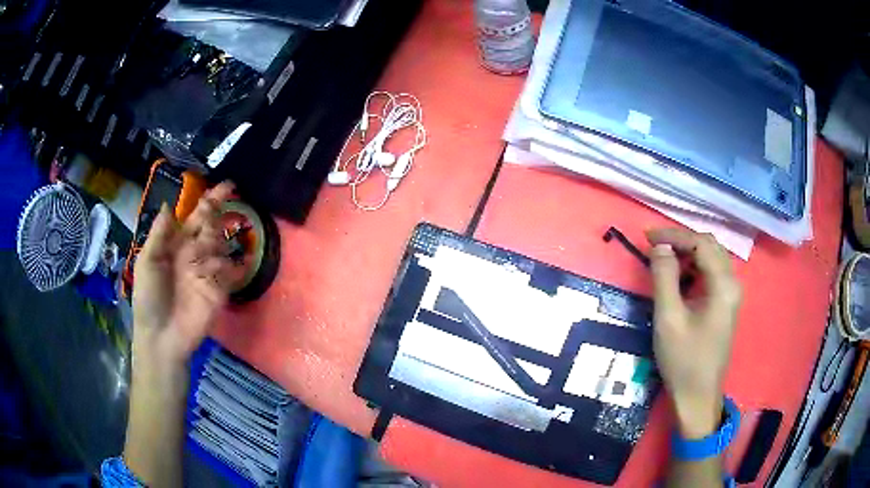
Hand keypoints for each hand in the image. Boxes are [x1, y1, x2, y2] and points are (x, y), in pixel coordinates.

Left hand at [132, 182, 235, 365]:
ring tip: (203, 252)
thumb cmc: (149, 298)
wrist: (161, 337)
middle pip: (212, 227)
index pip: (197, 217)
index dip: (210, 201)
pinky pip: (229, 272)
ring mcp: (208, 272)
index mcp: (177, 245)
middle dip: (220, 211)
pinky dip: (229, 266)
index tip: (226, 186)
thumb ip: (159, 234)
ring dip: (217, 240)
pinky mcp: (220, 291)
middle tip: (229, 196)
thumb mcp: (147, 262)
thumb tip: (170, 205)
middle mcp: (195, 254)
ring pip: (221, 246)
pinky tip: (220, 266)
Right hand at [646, 228, 741, 438]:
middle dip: (681, 241)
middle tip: (654, 247)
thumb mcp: (668, 318)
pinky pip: (711, 274)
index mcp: (723, 285)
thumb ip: (664, 277)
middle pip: (709, 246)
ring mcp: (731, 295)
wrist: (697, 397)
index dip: (674, 235)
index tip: (647, 238)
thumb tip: (659, 247)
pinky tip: (678, 279)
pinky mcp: (725, 305)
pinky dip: (694, 269)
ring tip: (663, 261)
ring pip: (711, 259)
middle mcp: (732, 284)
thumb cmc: (683, 360)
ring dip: (688, 254)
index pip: (701, 243)